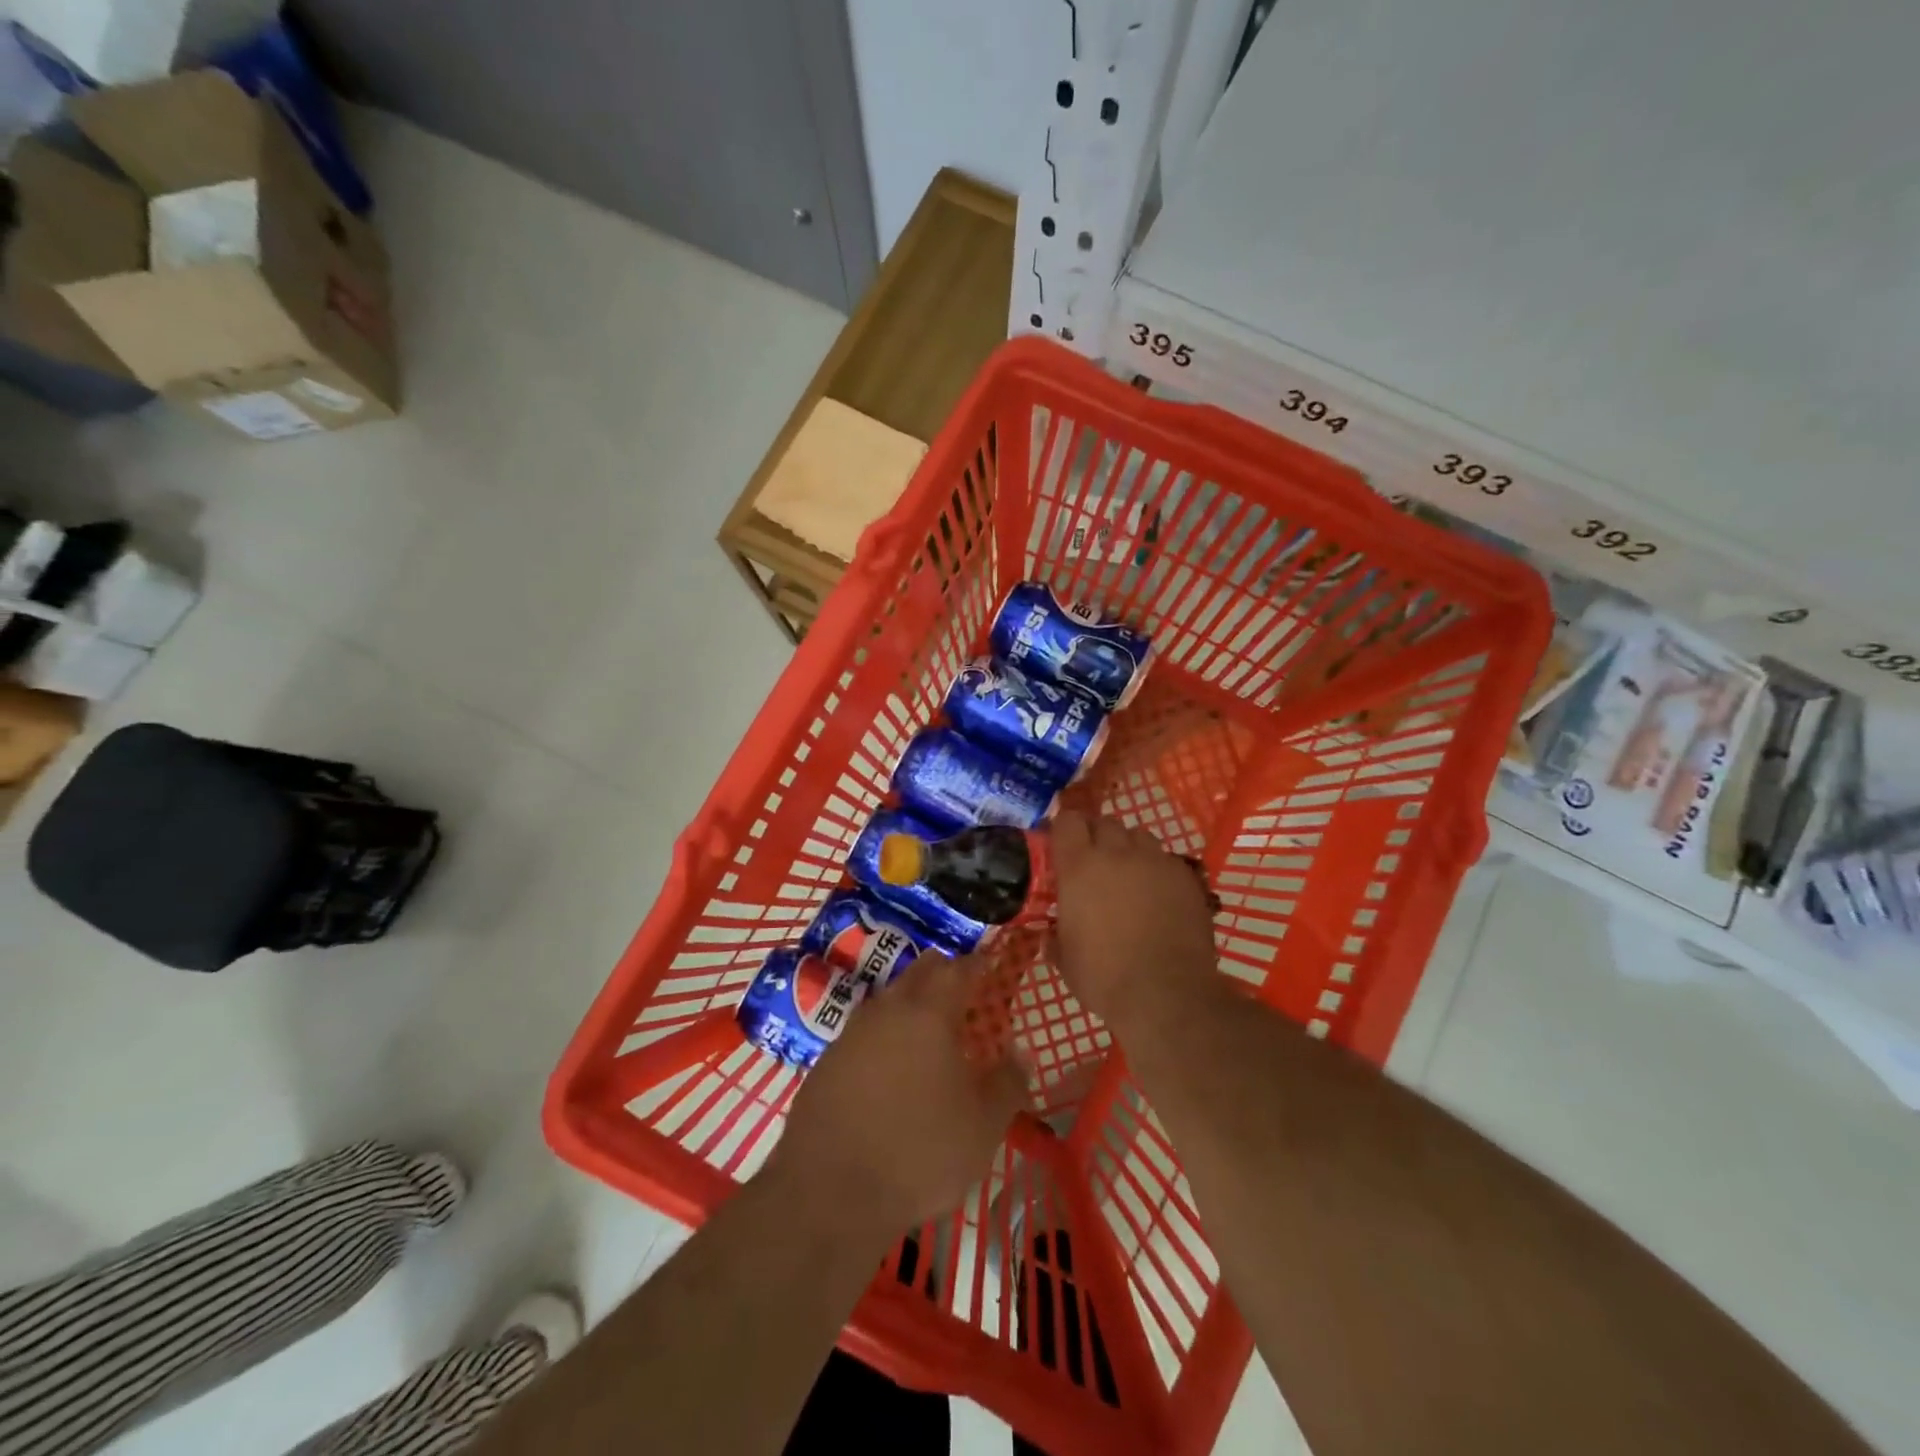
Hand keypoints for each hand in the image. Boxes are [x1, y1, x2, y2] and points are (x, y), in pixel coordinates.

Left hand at [769, 952, 1028, 1231]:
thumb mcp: (983, 1127)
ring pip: (889, 1000)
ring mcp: (851, 1032)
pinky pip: (864, 1032)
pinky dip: (884, 1037)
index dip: (977, 965)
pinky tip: (891, 1069)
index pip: (958, 968)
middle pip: (919, 972)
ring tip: (929, 1034)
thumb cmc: (918, 1152)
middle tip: (964, 995)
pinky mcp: (826, 1061)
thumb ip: (1007, 1083)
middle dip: (943, 975)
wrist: (828, 1193)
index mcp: (929, 1013)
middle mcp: (888, 1010)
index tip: (989, 967)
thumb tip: (1020, 1053)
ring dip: (911, 1005)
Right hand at [1051, 810, 1220, 1030]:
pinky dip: (1158, 870)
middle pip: (1105, 822)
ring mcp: (1155, 861)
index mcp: (1079, 867)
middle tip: (1095, 862)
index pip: (1067, 821)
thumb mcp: (1066, 962)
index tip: (1061, 845)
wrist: (1167, 993)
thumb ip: (1056, 940)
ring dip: (1129, 848)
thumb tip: (1049, 937)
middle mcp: (1117, 853)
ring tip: (1129, 876)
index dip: (1063, 828)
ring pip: (1139, 836)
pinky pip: (1166, 860)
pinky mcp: (1186, 876)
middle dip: (1097, 836)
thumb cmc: (1105, 978)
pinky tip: (1159, 896)